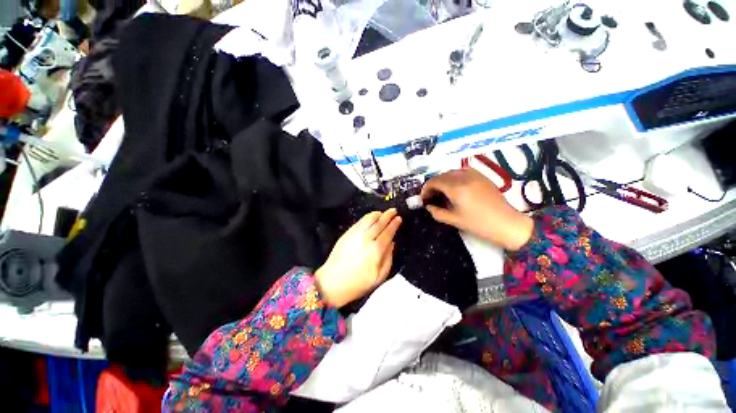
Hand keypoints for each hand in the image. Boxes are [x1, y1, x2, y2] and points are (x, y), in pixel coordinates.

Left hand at [315, 209, 401, 307]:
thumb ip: (389, 259)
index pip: (388, 232)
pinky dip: (367, 217)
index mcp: (376, 250)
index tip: (399, 219)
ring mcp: (355, 235)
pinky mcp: (347, 234)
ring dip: (377, 214)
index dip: (394, 224)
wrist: (332, 283)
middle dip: (388, 215)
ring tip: (383, 212)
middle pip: (379, 223)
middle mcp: (366, 239)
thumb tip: (392, 244)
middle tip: (394, 210)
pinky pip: (359, 222)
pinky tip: (371, 217)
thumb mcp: (379, 277)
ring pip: (369, 219)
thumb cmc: (358, 284)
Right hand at [421, 169, 533, 250]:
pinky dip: (454, 177)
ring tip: (442, 191)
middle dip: (433, 185)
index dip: (426, 189)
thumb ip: (437, 212)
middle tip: (432, 197)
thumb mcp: (454, 220)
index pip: (434, 181)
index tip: (424, 198)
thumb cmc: (479, 224)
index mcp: (456, 189)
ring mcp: (474, 175)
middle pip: (442, 175)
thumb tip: (428, 206)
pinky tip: (455, 186)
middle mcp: (464, 177)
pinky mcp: (482, 176)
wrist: (506, 223)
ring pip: (452, 172)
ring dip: (443, 180)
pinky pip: (463, 171)